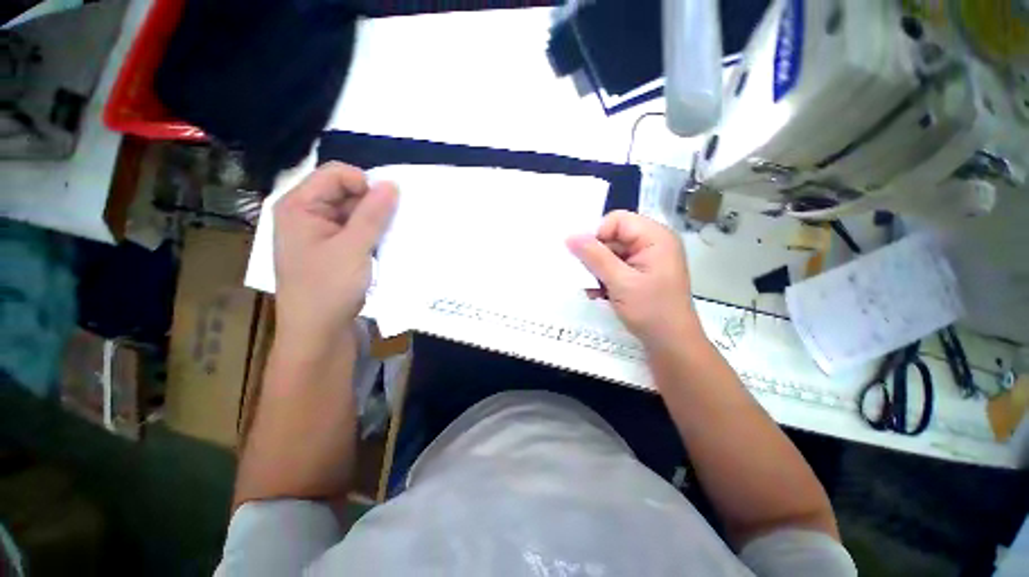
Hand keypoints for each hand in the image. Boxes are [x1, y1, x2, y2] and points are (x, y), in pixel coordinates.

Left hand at [273, 162, 397, 349]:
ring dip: (376, 222)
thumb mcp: (353, 248)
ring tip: (392, 238)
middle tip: (394, 224)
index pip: (336, 174)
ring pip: (355, 214)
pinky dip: (373, 236)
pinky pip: (357, 232)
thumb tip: (392, 184)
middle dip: (373, 205)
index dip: (365, 183)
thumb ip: (373, 214)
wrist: (319, 335)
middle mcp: (307, 215)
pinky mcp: (334, 251)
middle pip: (345, 193)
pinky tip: (385, 248)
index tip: (389, 205)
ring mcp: (321, 235)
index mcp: (299, 206)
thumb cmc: (328, 289)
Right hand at [567, 211, 698, 347]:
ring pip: (611, 254)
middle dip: (596, 257)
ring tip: (593, 290)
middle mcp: (652, 243)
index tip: (584, 257)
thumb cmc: (651, 311)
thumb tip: (570, 236)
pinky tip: (600, 294)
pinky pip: (616, 267)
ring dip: (598, 271)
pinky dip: (605, 279)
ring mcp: (647, 259)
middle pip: (613, 237)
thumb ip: (594, 257)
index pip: (617, 220)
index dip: (597, 235)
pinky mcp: (641, 274)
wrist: (672, 344)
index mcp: (655, 237)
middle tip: (587, 277)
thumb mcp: (620, 282)